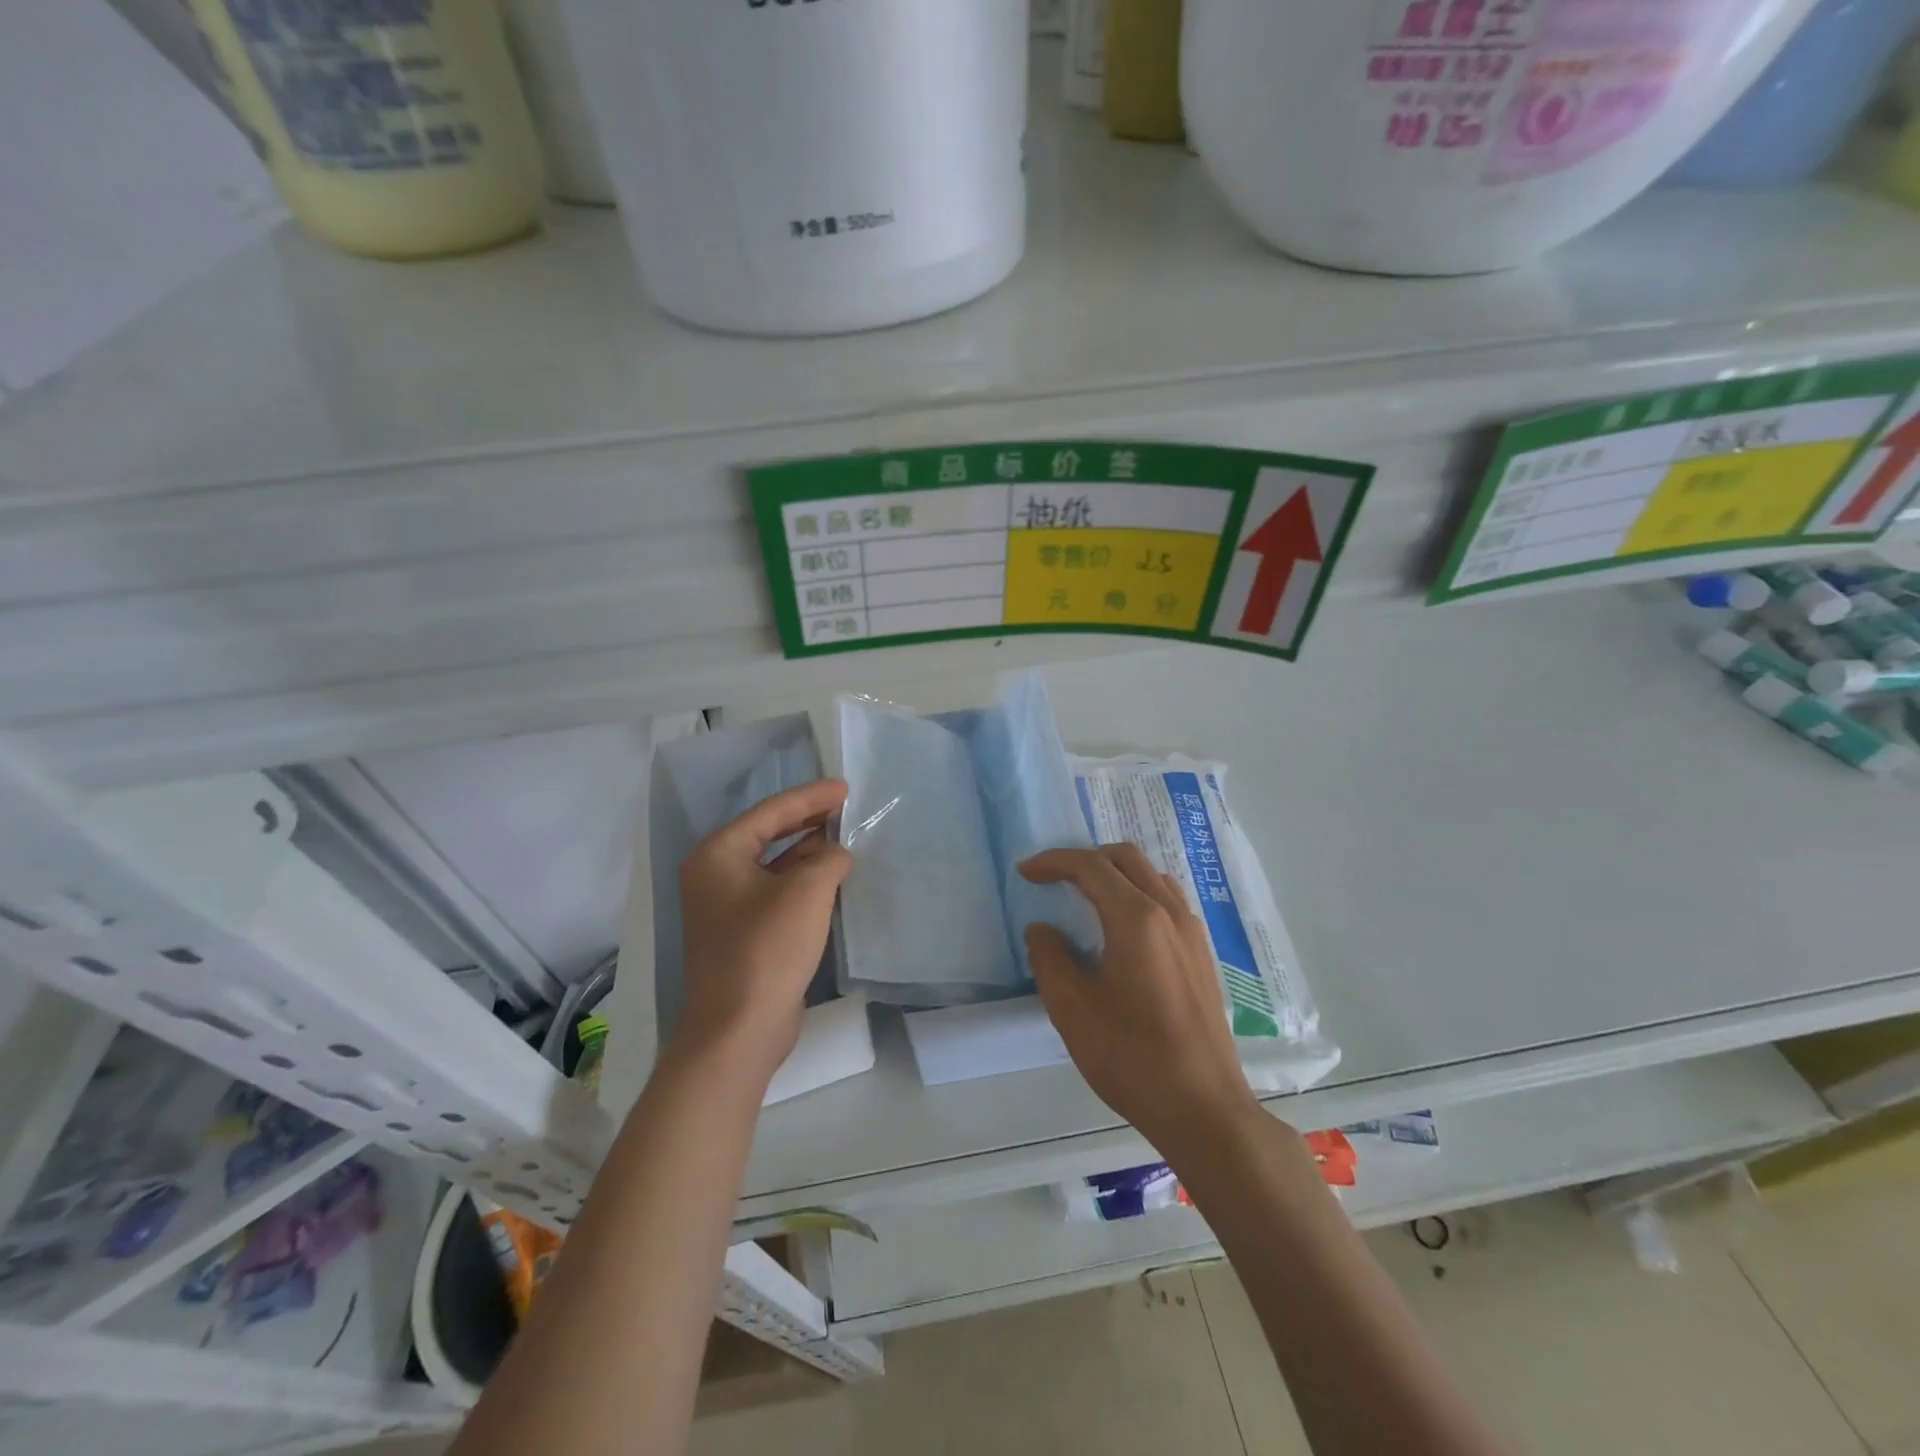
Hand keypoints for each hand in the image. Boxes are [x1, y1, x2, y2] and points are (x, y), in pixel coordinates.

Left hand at [675, 779, 851, 1084]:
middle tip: (844, 807)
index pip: (770, 812)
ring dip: (807, 851)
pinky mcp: (742, 934)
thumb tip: (837, 854)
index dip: (810, 797)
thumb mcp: (807, 891)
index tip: (844, 788)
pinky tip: (831, 877)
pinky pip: (776, 892)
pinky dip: (803, 880)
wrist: (739, 1029)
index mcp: (718, 855)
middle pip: (768, 834)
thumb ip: (828, 858)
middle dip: (807, 820)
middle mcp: (715, 875)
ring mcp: (726, 907)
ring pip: (773, 864)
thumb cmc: (767, 948)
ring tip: (844, 837)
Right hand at [1020, 844, 1260, 1156]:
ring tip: (1085, 898)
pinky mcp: (1201, 953)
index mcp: (1137, 919)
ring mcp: (1192, 931)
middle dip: (1084, 858)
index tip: (1025, 872)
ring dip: (1114, 873)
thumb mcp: (1072, 1010)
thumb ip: (1050, 958)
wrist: (1204, 1108)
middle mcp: (1170, 912)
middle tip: (1053, 879)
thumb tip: (1043, 930)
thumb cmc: (1131, 1057)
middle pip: (1125, 858)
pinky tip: (1121, 928)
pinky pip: (1167, 900)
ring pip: (1151, 875)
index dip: (1054, 862)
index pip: (1091, 867)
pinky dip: (1137, 893)